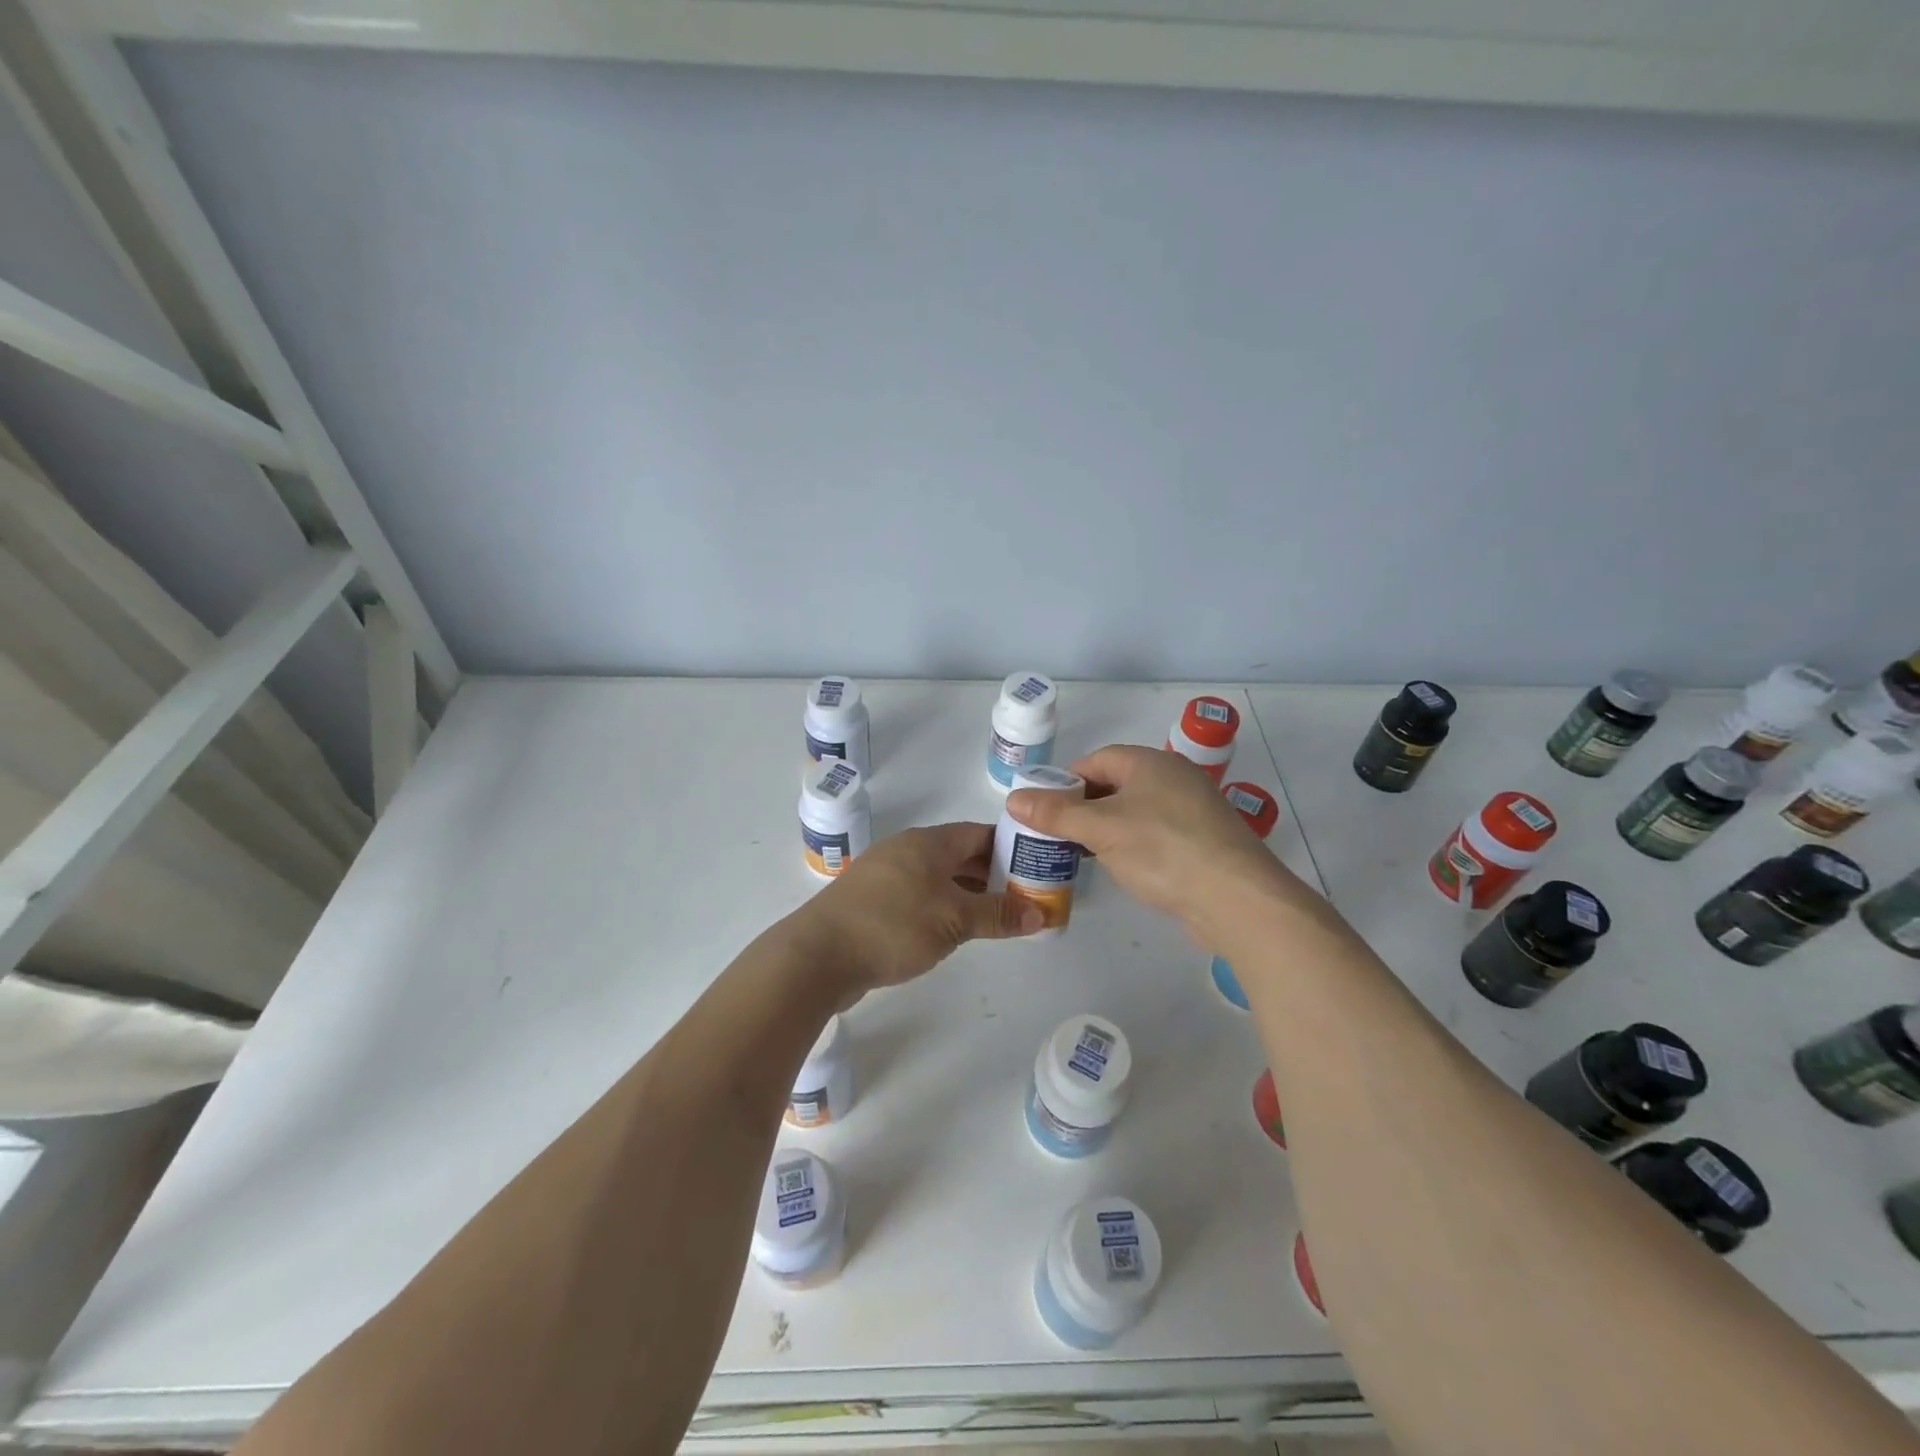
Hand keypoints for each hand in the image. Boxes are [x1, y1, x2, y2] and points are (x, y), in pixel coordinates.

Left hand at [792, 822, 1044, 1001]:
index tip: (1037, 866)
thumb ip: (997, 915)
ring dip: (968, 893)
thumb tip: (1040, 914)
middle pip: (960, 854)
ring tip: (999, 915)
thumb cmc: (893, 926)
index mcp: (928, 842)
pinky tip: (955, 930)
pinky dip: (943, 907)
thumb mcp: (954, 920)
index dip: (1010, 846)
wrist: (818, 955)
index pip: (979, 833)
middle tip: (1026, 895)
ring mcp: (886, 876)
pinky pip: (919, 896)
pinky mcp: (872, 902)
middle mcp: (907, 851)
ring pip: (939, 877)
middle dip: (993, 873)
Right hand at [1006, 745, 1308, 943]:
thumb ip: (1056, 813)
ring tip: (1078, 853)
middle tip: (1054, 834)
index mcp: (1150, 763)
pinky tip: (1118, 867)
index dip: (1065, 781)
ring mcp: (1191, 811)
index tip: (1042, 809)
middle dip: (1082, 807)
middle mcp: (1173, 778)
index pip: (1096, 761)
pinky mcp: (1201, 842)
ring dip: (1105, 829)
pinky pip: (1154, 834)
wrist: (1236, 899)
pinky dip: (1131, 845)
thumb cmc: (1163, 850)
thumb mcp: (1100, 829)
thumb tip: (1013, 798)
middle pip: (1115, 785)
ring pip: (1134, 812)